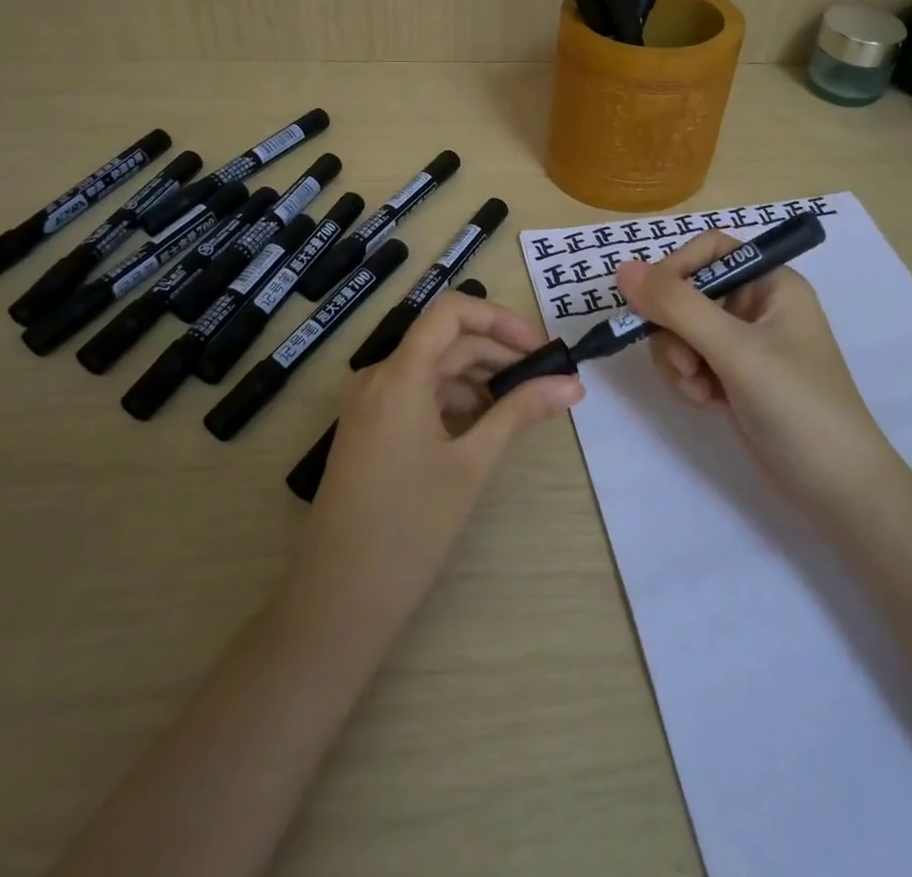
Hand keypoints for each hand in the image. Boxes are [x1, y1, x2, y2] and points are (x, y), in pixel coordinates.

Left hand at [283, 293, 582, 638]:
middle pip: (447, 342)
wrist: (339, 599)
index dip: (500, 319)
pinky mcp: (369, 429)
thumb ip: (520, 412)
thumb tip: (572, 383)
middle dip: (499, 353)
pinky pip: (417, 395)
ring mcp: (370, 404)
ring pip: (433, 369)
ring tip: (522, 406)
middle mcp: (379, 376)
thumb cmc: (410, 527)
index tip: (540, 349)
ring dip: (479, 379)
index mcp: (399, 374)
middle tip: (546, 381)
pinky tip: (484, 426)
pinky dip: (454, 400)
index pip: (452, 312)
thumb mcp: (473, 464)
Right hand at [615, 231, 901, 503]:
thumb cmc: (798, 406)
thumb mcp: (736, 351)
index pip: (708, 250)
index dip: (675, 270)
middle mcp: (756, 305)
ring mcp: (744, 343)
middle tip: (688, 366)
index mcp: (771, 282)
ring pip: (680, 329)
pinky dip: (688, 379)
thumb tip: (622, 269)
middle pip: (687, 292)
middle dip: (675, 330)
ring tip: (701, 391)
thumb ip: (678, 307)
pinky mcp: (733, 375)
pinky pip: (689, 359)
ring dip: (678, 360)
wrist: (838, 490)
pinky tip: (708, 403)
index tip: (652, 305)